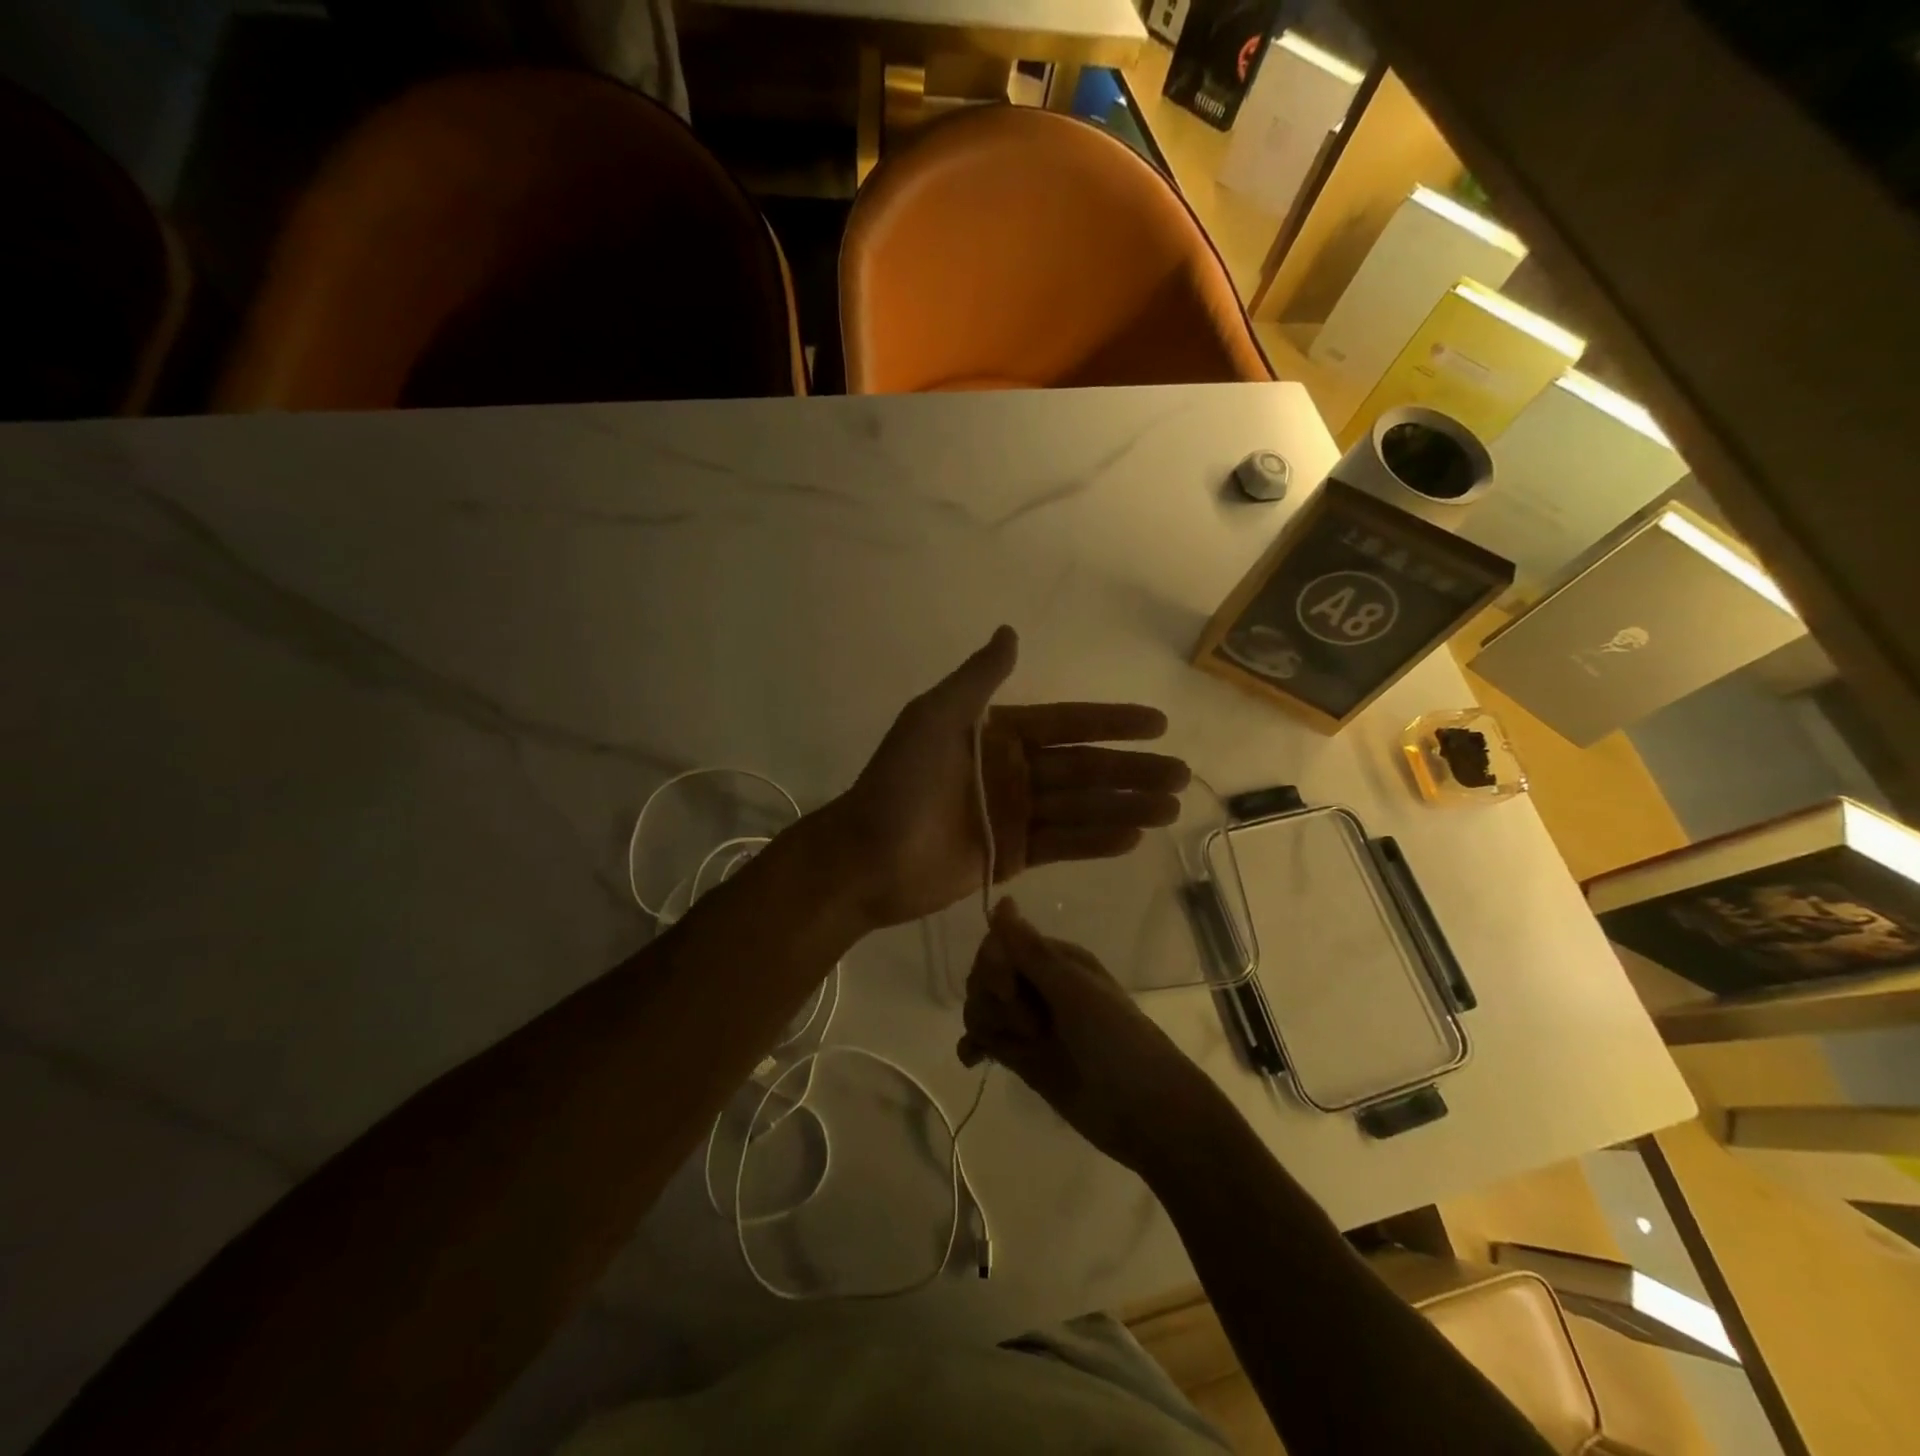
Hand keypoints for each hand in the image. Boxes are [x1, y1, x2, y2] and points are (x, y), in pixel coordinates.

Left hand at [824, 626, 1189, 927]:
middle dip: (1131, 770)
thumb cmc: (900, 781)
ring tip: (1169, 807)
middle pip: (1083, 767)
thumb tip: (1011, 632)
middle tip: (1181, 774)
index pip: (1066, 724)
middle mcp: (1013, 771)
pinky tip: (1133, 836)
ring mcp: (1015, 815)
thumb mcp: (936, 717)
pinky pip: (1062, 843)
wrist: (867, 854)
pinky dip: (1097, 840)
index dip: (1111, 722)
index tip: (1158, 722)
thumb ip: (978, 679)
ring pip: (1080, 806)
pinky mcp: (1013, 856)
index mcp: (998, 734)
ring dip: (1125, 806)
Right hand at [957, 899, 1220, 1172]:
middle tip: (1029, 1027)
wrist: (1144, 1112)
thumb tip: (1002, 900)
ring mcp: (1029, 1022)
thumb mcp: (1074, 991)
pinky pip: (983, 1040)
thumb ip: (1031, 951)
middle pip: (984, 976)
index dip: (994, 967)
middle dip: (992, 999)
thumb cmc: (1116, 1041)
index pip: (999, 945)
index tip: (1010, 990)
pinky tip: (975, 1060)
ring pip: (981, 1006)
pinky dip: (974, 1045)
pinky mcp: (1022, 1057)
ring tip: (1017, 1050)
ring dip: (986, 1023)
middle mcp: (1038, 985)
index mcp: (1055, 960)